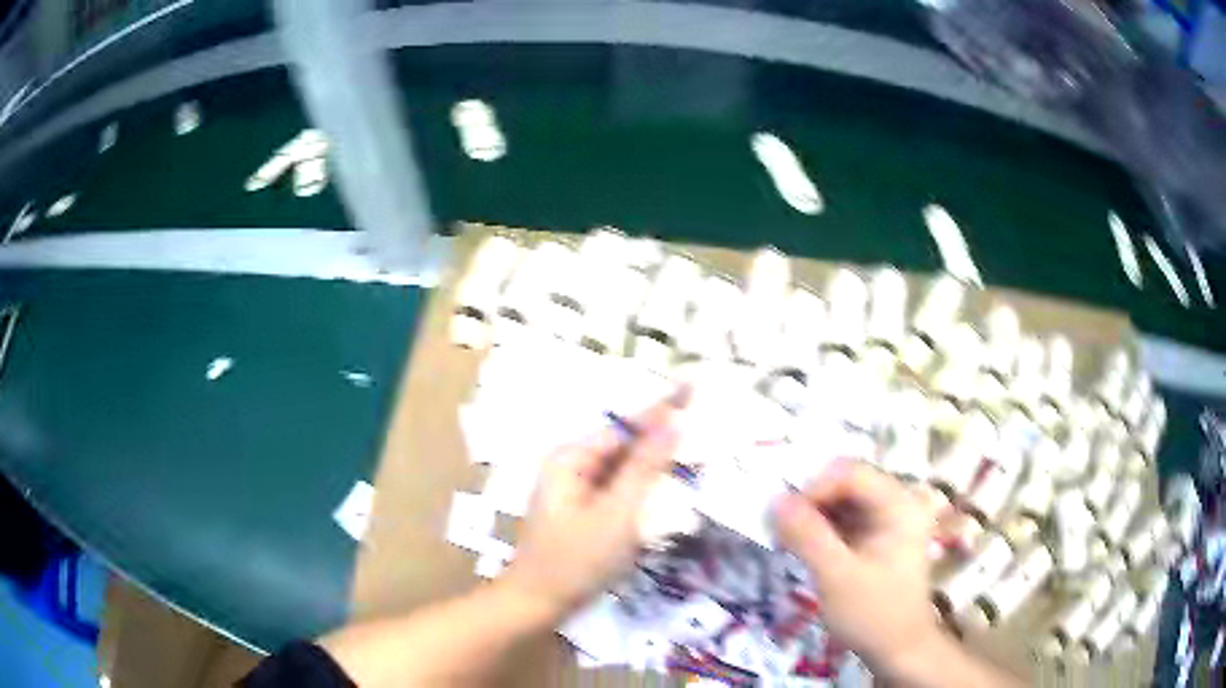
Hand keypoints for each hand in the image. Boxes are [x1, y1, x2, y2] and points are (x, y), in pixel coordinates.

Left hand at [503, 395, 682, 619]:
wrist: (538, 604)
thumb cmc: (575, 560)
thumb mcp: (616, 513)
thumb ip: (645, 467)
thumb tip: (673, 421)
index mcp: (571, 458)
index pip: (626, 426)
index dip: (662, 408)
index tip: (693, 387)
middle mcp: (572, 466)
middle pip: (625, 445)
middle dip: (662, 436)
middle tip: (704, 422)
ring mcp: (578, 490)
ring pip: (625, 468)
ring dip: (656, 463)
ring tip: (696, 449)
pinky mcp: (586, 511)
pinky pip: (620, 490)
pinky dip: (644, 488)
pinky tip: (669, 486)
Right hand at [774, 461, 943, 673]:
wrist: (898, 650)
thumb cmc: (873, 613)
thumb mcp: (836, 575)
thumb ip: (807, 535)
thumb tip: (775, 500)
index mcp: (898, 504)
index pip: (850, 472)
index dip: (814, 489)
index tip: (786, 520)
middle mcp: (898, 502)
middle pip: (846, 483)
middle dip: (812, 503)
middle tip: (784, 533)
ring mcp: (889, 520)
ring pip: (843, 501)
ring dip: (814, 517)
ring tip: (790, 543)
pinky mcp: (878, 538)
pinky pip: (846, 520)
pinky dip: (823, 530)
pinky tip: (806, 550)